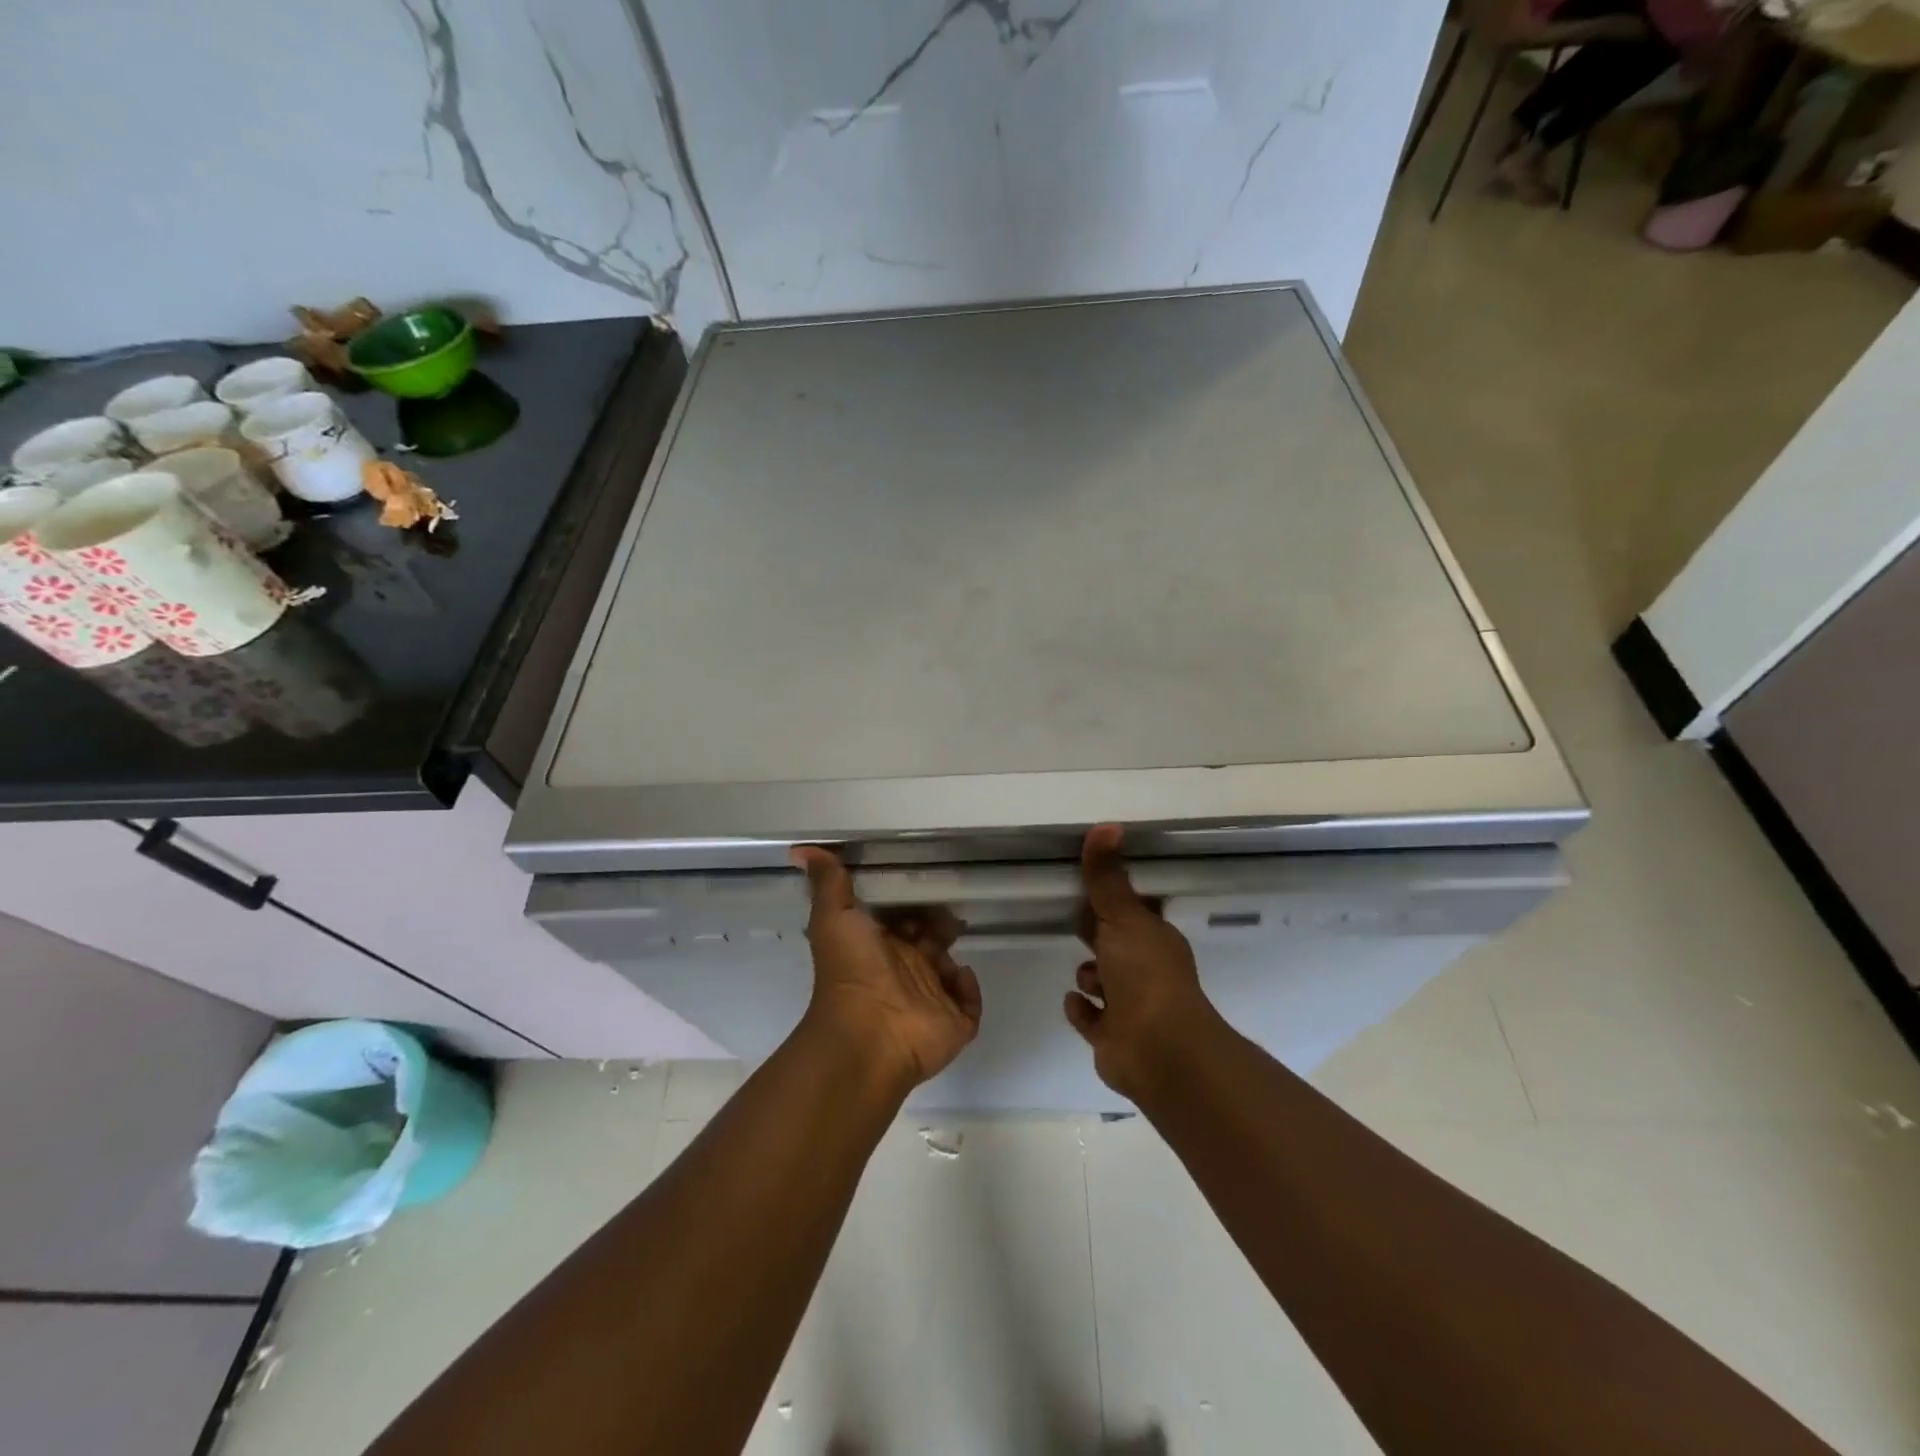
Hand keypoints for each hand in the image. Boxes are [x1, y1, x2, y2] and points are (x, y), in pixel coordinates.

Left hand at [792, 846, 982, 1091]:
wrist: (869, 1034)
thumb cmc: (852, 971)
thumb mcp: (834, 917)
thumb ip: (827, 883)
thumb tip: (799, 849)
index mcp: (877, 948)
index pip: (900, 920)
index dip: (910, 903)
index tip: (923, 884)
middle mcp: (903, 971)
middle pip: (929, 941)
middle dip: (940, 923)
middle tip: (948, 911)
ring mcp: (930, 999)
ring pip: (949, 969)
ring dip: (953, 954)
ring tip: (956, 937)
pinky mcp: (953, 1023)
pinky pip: (969, 1001)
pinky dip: (968, 987)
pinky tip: (959, 975)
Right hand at [1065, 824, 1220, 1099]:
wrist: (1158, 1049)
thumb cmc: (1145, 975)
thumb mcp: (1123, 916)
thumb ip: (1107, 877)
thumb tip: (1107, 825)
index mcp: (1154, 939)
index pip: (1132, 913)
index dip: (1113, 901)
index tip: (1089, 887)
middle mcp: (1146, 971)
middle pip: (1116, 945)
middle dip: (1097, 936)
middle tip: (1073, 920)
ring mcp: (1130, 1007)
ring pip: (1103, 983)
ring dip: (1090, 976)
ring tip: (1087, 978)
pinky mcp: (1112, 1037)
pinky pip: (1091, 1019)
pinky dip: (1082, 1009)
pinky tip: (1074, 1001)